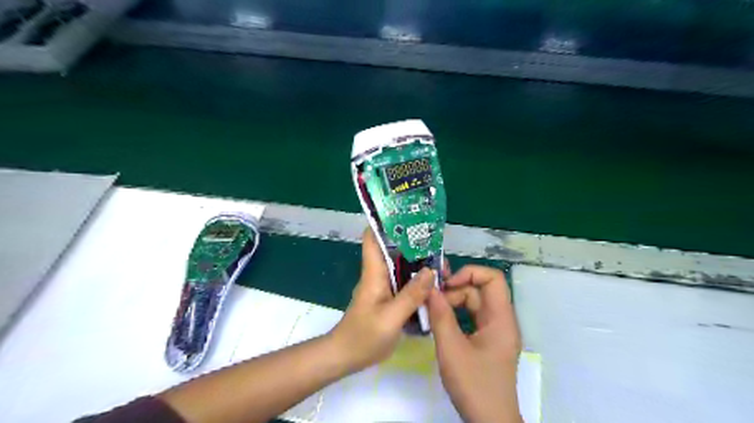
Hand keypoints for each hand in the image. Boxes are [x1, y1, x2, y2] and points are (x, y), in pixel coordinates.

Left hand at [328, 229, 432, 370]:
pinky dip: (417, 279)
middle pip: (393, 250)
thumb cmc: (364, 336)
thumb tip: (431, 271)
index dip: (385, 223)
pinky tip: (433, 283)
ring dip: (418, 262)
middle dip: (413, 244)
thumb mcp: (391, 318)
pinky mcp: (388, 297)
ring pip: (401, 266)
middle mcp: (378, 274)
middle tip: (436, 243)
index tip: (406, 214)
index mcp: (374, 272)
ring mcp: (382, 286)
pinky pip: (404, 281)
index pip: (372, 238)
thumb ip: (411, 295)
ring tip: (440, 262)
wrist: (346, 356)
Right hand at [426, 267, 522, 420]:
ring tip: (431, 312)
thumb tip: (429, 288)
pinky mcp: (487, 341)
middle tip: (431, 301)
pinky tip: (439, 322)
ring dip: (452, 303)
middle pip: (479, 290)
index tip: (445, 284)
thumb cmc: (475, 385)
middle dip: (455, 290)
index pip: (493, 278)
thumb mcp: (452, 349)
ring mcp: (494, 331)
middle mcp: (501, 320)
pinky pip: (471, 318)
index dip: (469, 273)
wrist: (490, 422)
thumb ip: (440, 316)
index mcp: (501, 318)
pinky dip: (455, 315)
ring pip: (473, 304)